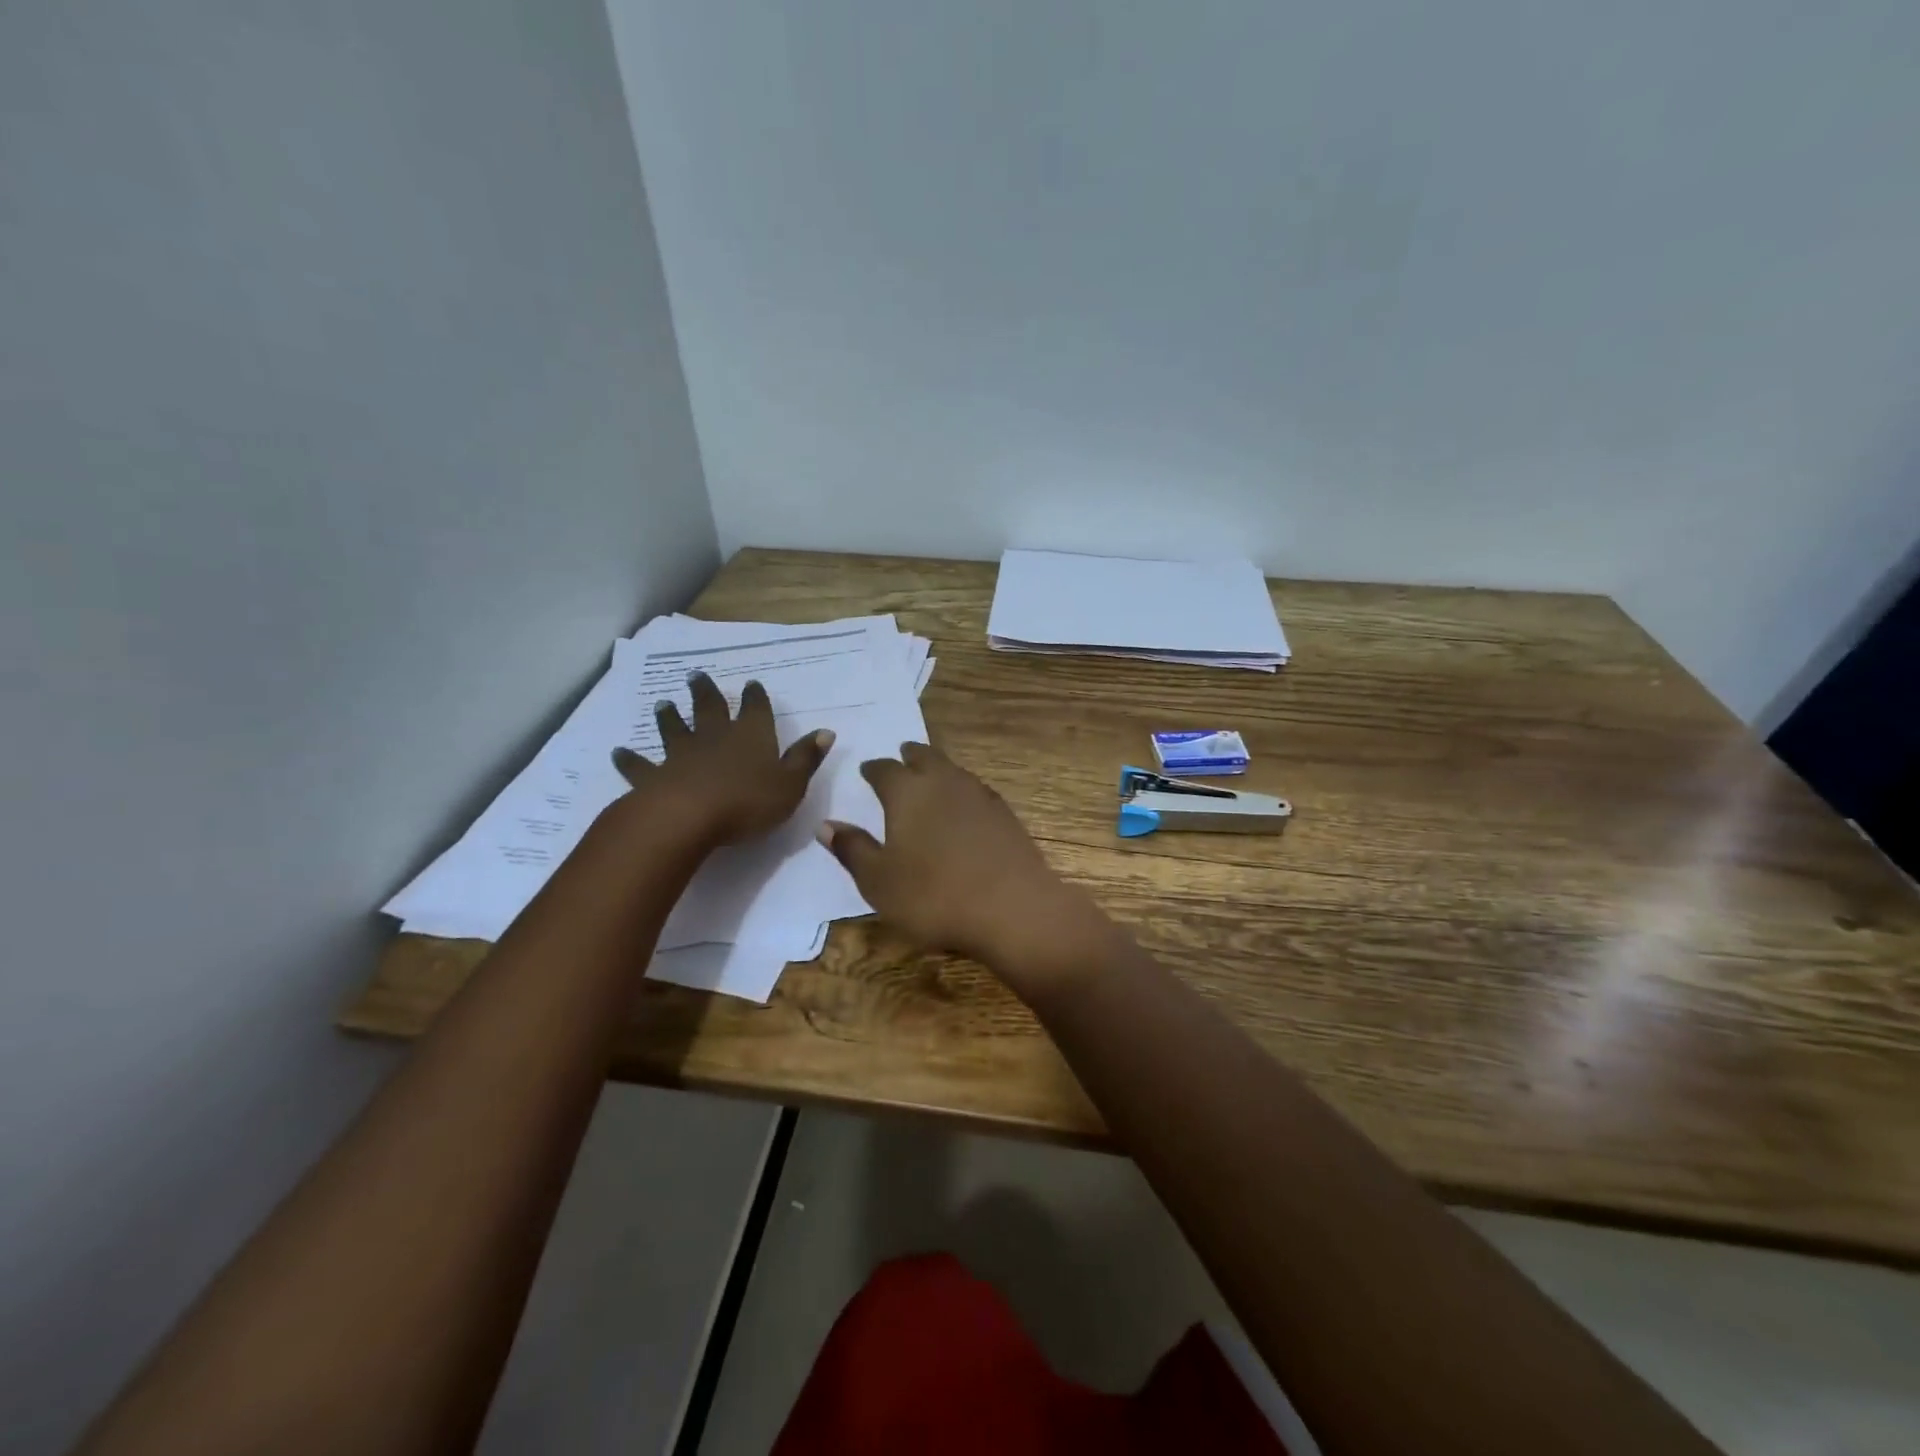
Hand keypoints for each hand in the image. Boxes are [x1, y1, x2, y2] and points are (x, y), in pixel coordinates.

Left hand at [612, 673, 832, 846]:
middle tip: (696, 676)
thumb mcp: (791, 784)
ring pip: (674, 729)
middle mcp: (715, 737)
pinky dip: (629, 758)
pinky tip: (618, 752)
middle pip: (710, 709)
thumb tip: (826, 731)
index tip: (752, 684)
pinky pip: (639, 765)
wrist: (688, 818)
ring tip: (662, 703)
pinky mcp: (653, 776)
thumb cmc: (748, 802)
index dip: (755, 697)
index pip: (756, 709)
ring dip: (669, 717)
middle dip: (706, 693)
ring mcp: (681, 755)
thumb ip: (806, 758)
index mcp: (751, 736)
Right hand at [816, 743, 1112, 997]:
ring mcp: (979, 795)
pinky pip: (975, 790)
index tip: (866, 769)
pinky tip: (964, 805)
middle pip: (925, 757)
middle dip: (910, 755)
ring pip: (953, 770)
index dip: (873, 769)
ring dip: (939, 768)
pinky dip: (962, 791)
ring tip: (931, 775)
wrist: (1012, 907)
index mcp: (907, 792)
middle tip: (902, 755)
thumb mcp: (879, 881)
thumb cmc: (933, 896)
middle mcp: (944, 782)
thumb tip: (826, 824)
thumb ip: (853, 849)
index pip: (884, 770)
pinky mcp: (1005, 814)